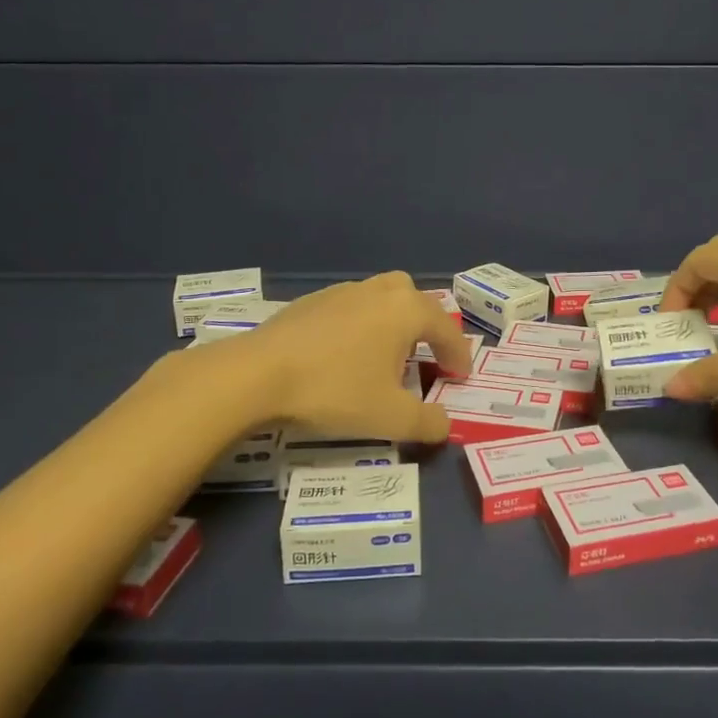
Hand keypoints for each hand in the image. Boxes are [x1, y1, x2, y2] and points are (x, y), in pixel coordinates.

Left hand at [232, 273, 471, 443]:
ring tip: (385, 357)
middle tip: (425, 357)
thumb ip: (428, 423)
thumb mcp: (390, 418)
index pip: (446, 329)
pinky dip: (360, 326)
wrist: (257, 375)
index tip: (460, 378)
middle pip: (414, 299)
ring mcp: (341, 291)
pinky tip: (345, 355)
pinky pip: (351, 308)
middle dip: (426, 327)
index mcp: (405, 310)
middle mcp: (378, 291)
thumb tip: (445, 425)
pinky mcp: (311, 301)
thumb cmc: (335, 391)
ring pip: (381, 299)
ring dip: (392, 324)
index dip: (458, 355)